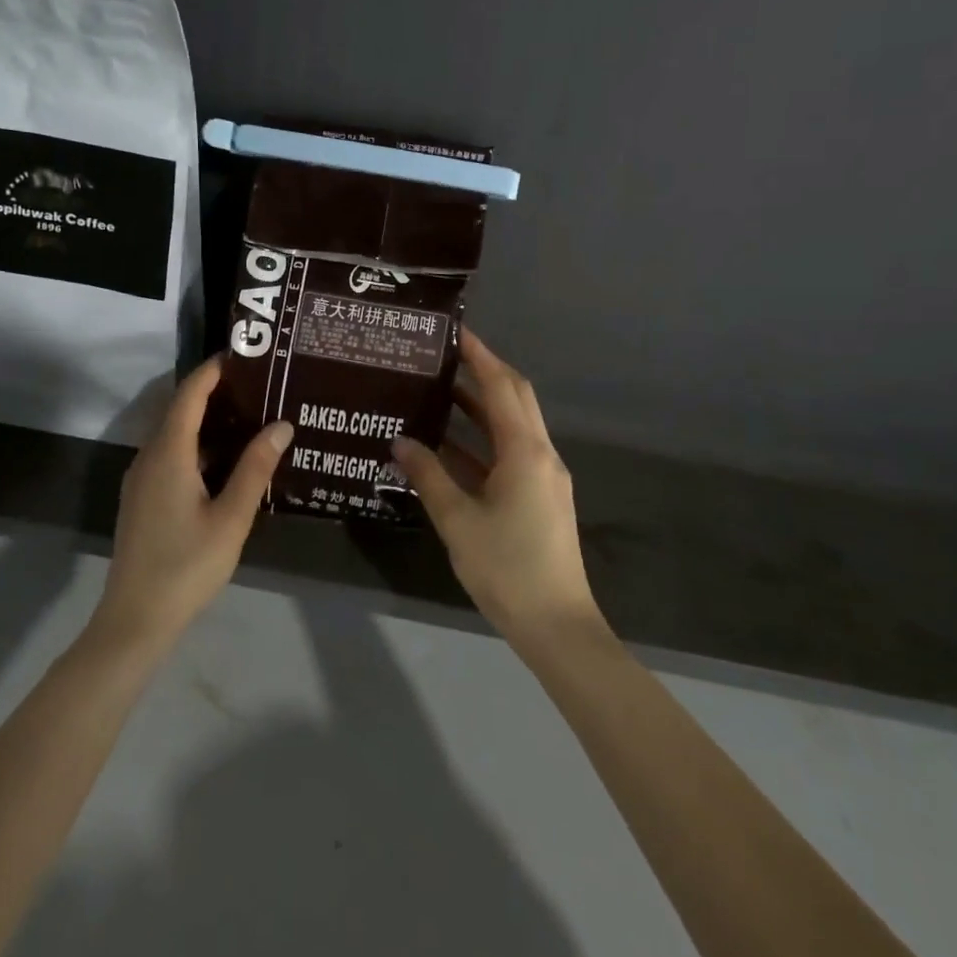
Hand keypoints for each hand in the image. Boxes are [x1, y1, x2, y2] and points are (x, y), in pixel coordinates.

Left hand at [90, 357, 293, 654]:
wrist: (135, 619)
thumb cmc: (187, 566)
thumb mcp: (231, 518)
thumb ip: (255, 468)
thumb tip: (281, 425)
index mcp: (168, 454)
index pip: (188, 395)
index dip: (212, 371)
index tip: (242, 354)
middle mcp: (149, 457)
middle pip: (178, 409)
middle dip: (213, 391)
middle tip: (256, 383)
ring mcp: (141, 479)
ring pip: (173, 434)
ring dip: (205, 419)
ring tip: (248, 414)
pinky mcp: (142, 498)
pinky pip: (169, 454)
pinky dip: (196, 443)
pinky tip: (225, 458)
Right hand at [393, 330, 604, 647]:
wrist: (556, 624)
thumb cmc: (506, 568)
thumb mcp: (457, 520)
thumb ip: (428, 475)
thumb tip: (400, 441)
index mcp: (525, 451)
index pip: (501, 386)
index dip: (479, 355)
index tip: (455, 331)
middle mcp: (541, 453)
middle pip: (514, 398)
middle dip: (483, 372)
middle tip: (445, 356)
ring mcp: (544, 476)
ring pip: (512, 426)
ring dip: (481, 407)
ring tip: (440, 392)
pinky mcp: (541, 497)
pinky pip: (511, 453)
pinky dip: (483, 442)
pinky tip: (449, 447)